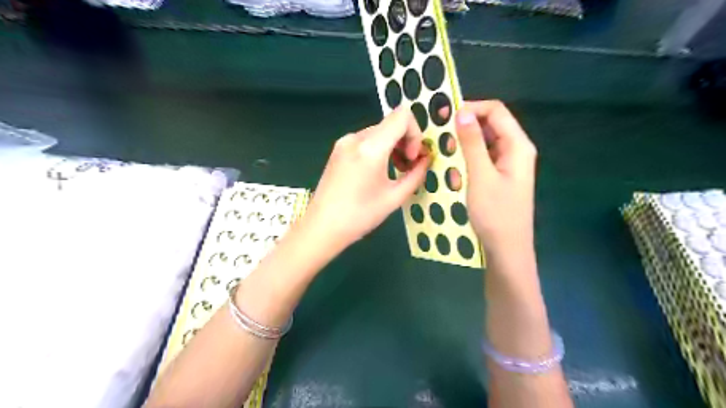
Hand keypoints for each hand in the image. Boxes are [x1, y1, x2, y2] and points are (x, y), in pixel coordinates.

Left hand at [301, 105, 429, 251]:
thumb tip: (426, 160)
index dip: (416, 133)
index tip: (413, 157)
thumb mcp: (394, 198)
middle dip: (406, 142)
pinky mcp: (338, 149)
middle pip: (391, 124)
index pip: (402, 116)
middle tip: (409, 167)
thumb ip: (415, 175)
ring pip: (379, 132)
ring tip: (397, 170)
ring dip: (393, 146)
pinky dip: (379, 149)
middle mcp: (356, 138)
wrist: (322, 227)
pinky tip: (380, 170)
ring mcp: (344, 142)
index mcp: (370, 148)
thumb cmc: (360, 216)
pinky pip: (366, 140)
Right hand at [449, 101, 537, 255]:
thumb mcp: (481, 176)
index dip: (471, 108)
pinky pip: (482, 158)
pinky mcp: (499, 176)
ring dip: (463, 143)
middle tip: (438, 134)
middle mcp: (515, 150)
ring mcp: (507, 164)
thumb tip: (462, 112)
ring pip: (484, 142)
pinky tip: (452, 167)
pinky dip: (467, 158)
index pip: (495, 111)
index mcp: (517, 145)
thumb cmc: (495, 214)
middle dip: (464, 126)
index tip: (444, 116)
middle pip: (490, 124)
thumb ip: (472, 143)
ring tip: (442, 151)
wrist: (507, 250)